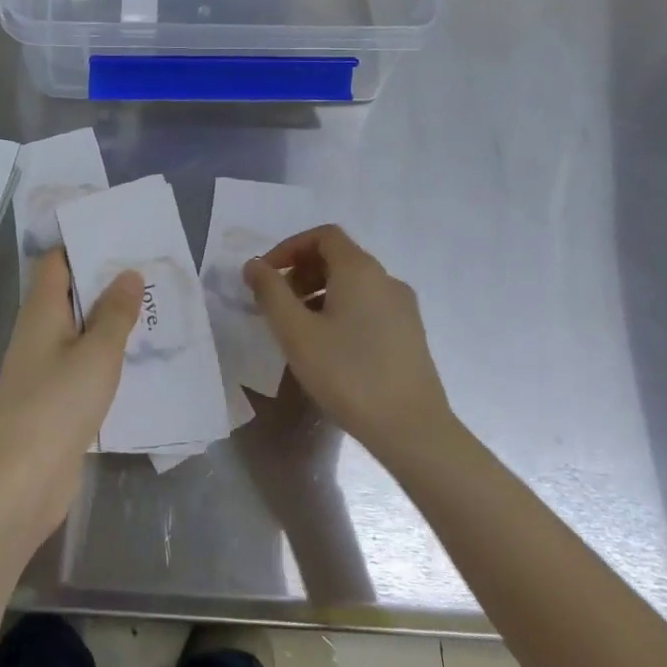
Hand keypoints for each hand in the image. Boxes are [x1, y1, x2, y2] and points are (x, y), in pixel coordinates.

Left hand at [0, 249, 141, 547]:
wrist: (20, 482)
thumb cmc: (57, 405)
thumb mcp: (97, 353)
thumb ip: (116, 313)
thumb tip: (128, 273)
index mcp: (41, 310)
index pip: (56, 261)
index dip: (84, 246)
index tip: (122, 239)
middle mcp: (37, 332)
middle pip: (69, 293)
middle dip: (105, 282)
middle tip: (149, 272)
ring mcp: (42, 367)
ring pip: (78, 329)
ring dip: (109, 320)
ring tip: (152, 309)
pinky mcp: (52, 398)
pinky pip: (80, 362)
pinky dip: (104, 354)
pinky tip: (136, 359)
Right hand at [244, 225, 456, 463]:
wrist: (413, 430)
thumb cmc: (348, 374)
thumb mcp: (296, 333)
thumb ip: (271, 292)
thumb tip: (254, 265)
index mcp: (360, 270)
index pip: (323, 236)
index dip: (290, 248)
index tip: (267, 276)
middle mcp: (386, 279)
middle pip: (339, 257)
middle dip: (302, 272)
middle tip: (278, 304)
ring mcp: (403, 307)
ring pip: (354, 284)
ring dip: (320, 292)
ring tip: (299, 328)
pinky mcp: (411, 334)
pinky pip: (369, 305)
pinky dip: (342, 310)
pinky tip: (330, 347)